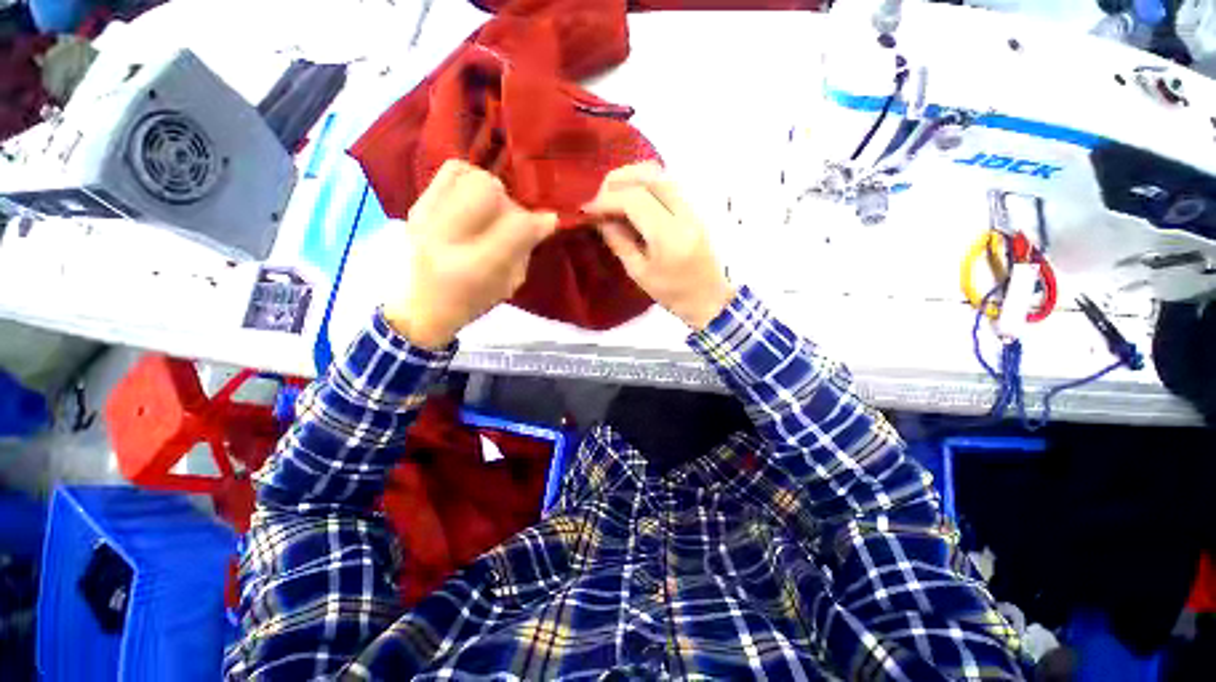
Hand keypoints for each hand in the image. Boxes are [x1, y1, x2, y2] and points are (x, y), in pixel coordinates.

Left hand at [384, 160, 557, 348]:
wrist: (417, 305)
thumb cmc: (469, 302)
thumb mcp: (507, 286)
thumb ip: (525, 251)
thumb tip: (541, 221)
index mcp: (475, 267)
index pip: (517, 226)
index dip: (540, 221)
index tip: (549, 222)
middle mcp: (447, 236)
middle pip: (491, 191)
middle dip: (511, 203)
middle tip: (511, 221)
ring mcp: (427, 216)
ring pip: (472, 176)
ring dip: (492, 191)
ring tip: (491, 210)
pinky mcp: (418, 204)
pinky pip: (452, 170)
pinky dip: (470, 178)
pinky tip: (474, 198)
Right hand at [583, 163, 734, 329]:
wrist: (708, 298)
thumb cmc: (673, 294)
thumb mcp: (639, 273)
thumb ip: (620, 242)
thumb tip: (601, 219)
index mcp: (670, 236)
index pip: (635, 200)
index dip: (607, 199)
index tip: (588, 209)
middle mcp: (684, 214)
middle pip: (650, 176)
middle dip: (618, 180)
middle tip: (599, 197)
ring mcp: (693, 208)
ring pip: (661, 174)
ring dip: (632, 177)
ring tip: (613, 195)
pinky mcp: (694, 208)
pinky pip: (668, 183)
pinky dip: (645, 182)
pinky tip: (632, 198)